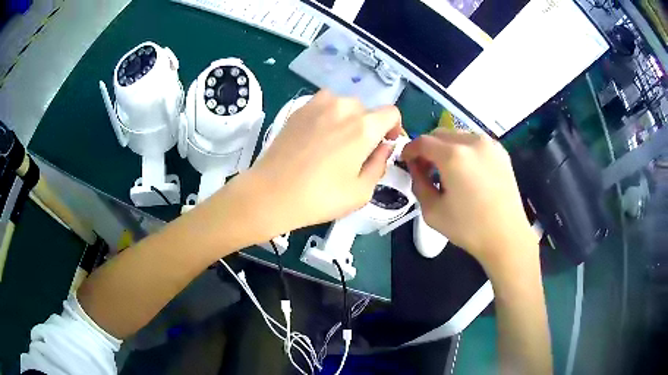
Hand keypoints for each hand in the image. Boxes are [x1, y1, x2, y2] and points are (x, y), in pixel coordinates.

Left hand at [249, 90, 401, 234]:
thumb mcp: (361, 192)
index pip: (391, 113)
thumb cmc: (320, 198)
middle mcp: (343, 108)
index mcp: (363, 128)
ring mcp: (318, 105)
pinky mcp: (299, 109)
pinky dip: (328, 115)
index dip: (394, 127)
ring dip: (348, 119)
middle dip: (369, 127)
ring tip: (336, 141)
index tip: (385, 144)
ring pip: (344, 104)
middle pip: (367, 110)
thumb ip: (380, 164)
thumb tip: (384, 147)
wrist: (271, 193)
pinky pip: (323, 104)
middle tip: (357, 151)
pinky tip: (317, 135)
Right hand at [401, 129, 538, 269]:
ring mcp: (489, 144)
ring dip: (446, 147)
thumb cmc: (468, 228)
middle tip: (426, 167)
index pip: (423, 141)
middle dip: (428, 147)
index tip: (406, 160)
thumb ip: (418, 183)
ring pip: (458, 135)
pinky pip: (475, 142)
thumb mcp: (432, 211)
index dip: (410, 149)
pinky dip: (464, 150)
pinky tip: (467, 170)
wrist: (506, 235)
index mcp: (453, 156)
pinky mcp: (501, 152)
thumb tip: (416, 168)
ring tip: (447, 170)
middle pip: (440, 133)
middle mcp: (472, 142)